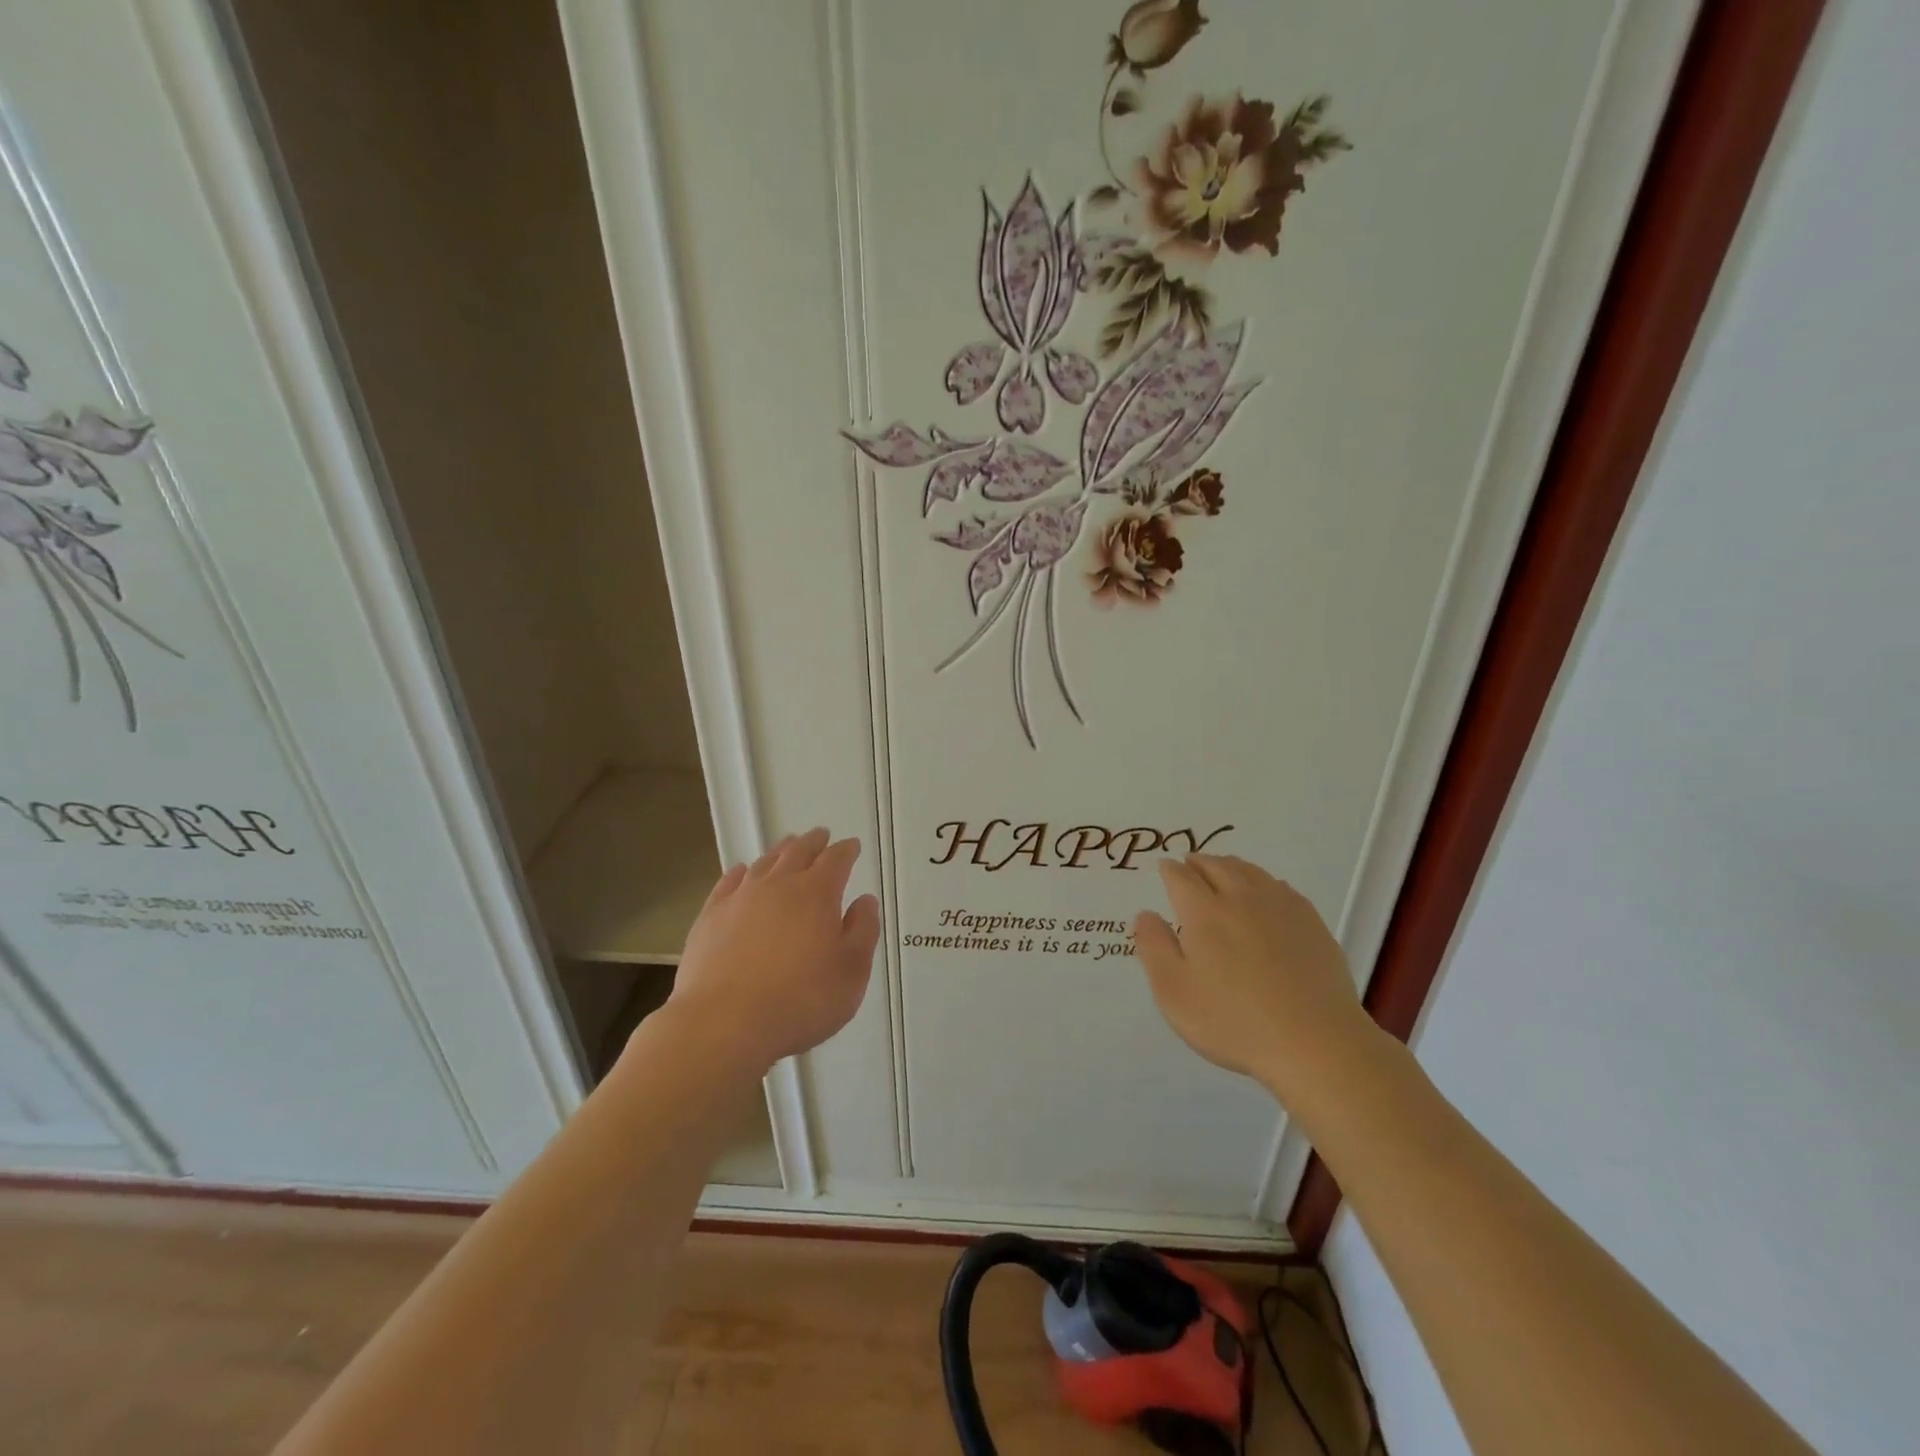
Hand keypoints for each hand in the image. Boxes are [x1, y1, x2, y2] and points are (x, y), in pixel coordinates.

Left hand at [662, 829, 880, 1076]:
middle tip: (821, 835)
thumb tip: (865, 902)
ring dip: (781, 851)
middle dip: (814, 842)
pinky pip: (728, 883)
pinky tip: (742, 872)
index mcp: (817, 894)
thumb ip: (863, 932)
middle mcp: (779, 886)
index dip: (846, 851)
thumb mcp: (851, 974)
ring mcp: (740, 899)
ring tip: (788, 846)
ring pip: (765, 863)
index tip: (852, 846)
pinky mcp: (710, 917)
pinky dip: (741, 872)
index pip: (836, 860)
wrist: (723, 1024)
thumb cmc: (800, 1002)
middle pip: (798, 852)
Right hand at [1133, 854, 1380, 1106]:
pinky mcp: (1312, 924)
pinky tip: (1266, 892)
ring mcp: (1282, 909)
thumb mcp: (1174, 992)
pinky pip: (1281, 888)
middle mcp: (1242, 899)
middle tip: (1189, 862)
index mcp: (1204, 912)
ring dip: (1230, 865)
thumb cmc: (1233, 1021)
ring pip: (1251, 872)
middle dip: (1199, 861)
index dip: (1169, 870)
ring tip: (1222, 868)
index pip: (1181, 877)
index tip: (1164, 867)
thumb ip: (1154, 947)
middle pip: (1217, 866)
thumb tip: (1146, 914)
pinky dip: (1264, 881)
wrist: (1316, 1044)